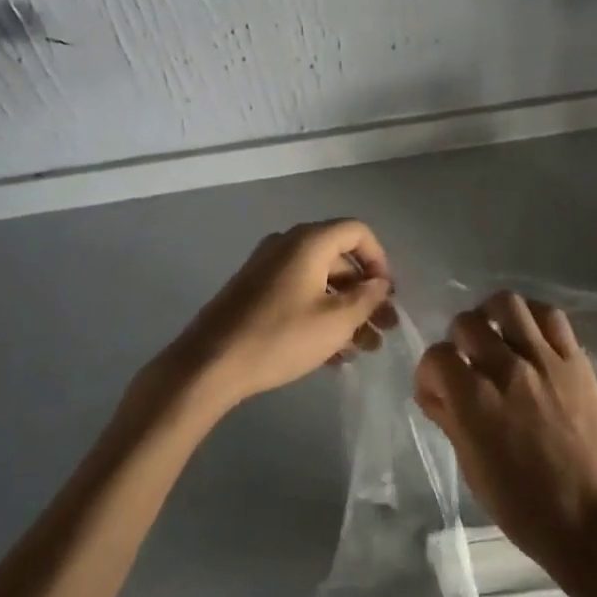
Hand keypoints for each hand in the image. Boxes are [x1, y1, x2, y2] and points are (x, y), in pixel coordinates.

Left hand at [165, 220, 396, 409]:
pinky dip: (319, 316)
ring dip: (345, 311)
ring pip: (319, 282)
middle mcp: (288, 245)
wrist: (209, 364)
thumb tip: (379, 283)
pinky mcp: (254, 292)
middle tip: (383, 329)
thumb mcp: (335, 321)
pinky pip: (298, 294)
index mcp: (309, 241)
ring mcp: (267, 268)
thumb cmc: (280, 337)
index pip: (357, 232)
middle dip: (365, 294)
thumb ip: (366, 298)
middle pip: (339, 260)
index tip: (387, 294)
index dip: (379, 260)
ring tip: (363, 350)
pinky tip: (333, 355)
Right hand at [414, 291, 596, 592]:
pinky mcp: (575, 360)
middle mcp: (507, 371)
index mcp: (476, 403)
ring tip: (496, 336)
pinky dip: (532, 317)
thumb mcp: (472, 468)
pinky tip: (528, 334)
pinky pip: (550, 316)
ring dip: (493, 316)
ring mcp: (544, 360)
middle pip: (467, 323)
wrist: (590, 515)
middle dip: (458, 340)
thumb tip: (435, 390)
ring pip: (508, 304)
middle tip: (468, 361)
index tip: (438, 388)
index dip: (430, 371)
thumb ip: (450, 419)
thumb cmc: (523, 505)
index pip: (437, 356)